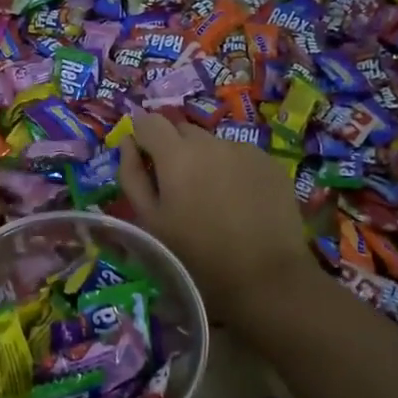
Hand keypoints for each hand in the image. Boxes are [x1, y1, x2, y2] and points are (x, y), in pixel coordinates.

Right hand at [116, 111, 313, 320]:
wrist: (264, 275)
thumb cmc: (196, 254)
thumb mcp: (150, 221)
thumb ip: (132, 175)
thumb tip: (128, 143)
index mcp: (176, 154)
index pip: (149, 121)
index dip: (142, 135)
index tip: (143, 158)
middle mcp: (211, 141)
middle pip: (182, 130)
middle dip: (173, 149)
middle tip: (177, 186)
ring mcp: (245, 149)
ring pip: (213, 144)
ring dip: (205, 161)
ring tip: (212, 198)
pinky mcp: (270, 163)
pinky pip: (241, 156)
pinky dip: (233, 170)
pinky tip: (239, 202)